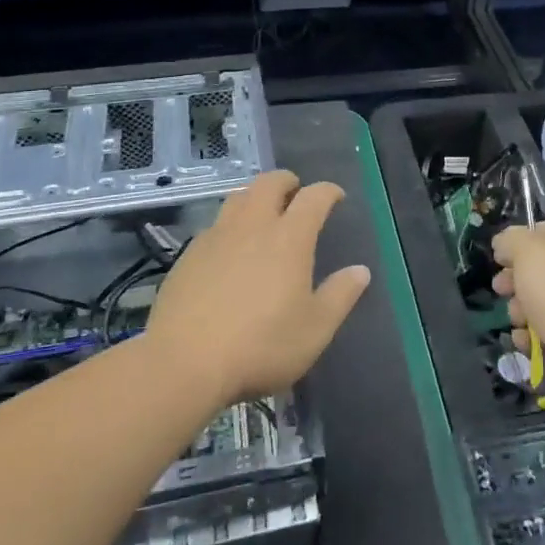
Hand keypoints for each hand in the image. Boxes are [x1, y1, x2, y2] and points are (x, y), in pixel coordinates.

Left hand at [144, 170, 370, 407]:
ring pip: (238, 198)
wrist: (184, 362)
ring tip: (263, 214)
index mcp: (289, 238)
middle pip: (269, 183)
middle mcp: (252, 226)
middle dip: (287, 181)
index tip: (336, 197)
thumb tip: (360, 271)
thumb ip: (340, 296)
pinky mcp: (188, 255)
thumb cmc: (261, 346)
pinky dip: (230, 225)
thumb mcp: (314, 329)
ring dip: (255, 197)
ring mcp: (216, 237)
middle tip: (296, 193)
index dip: (328, 191)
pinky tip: (230, 250)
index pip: (314, 197)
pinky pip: (215, 225)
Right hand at [492, 222, 544, 417]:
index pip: (541, 231)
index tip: (498, 258)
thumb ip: (510, 240)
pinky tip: (528, 341)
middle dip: (512, 280)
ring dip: (518, 310)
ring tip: (519, 320)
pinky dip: (530, 336)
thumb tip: (503, 245)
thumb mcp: (529, 252)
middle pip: (535, 269)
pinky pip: (542, 331)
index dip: (516, 241)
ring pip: (535, 301)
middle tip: (501, 289)